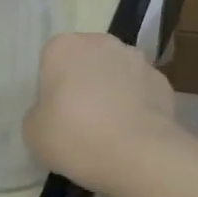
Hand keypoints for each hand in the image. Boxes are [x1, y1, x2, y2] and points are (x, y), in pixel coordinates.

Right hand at [24, 33, 179, 192]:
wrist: (139, 154)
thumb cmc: (76, 137)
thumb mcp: (34, 132)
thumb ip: (39, 113)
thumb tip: (53, 112)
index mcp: (64, 47)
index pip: (52, 60)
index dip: (53, 87)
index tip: (56, 113)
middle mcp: (102, 42)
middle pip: (87, 61)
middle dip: (85, 83)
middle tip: (81, 121)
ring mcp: (138, 59)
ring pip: (117, 73)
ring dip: (113, 91)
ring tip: (112, 129)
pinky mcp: (163, 81)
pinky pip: (142, 91)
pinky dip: (138, 106)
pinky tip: (135, 133)